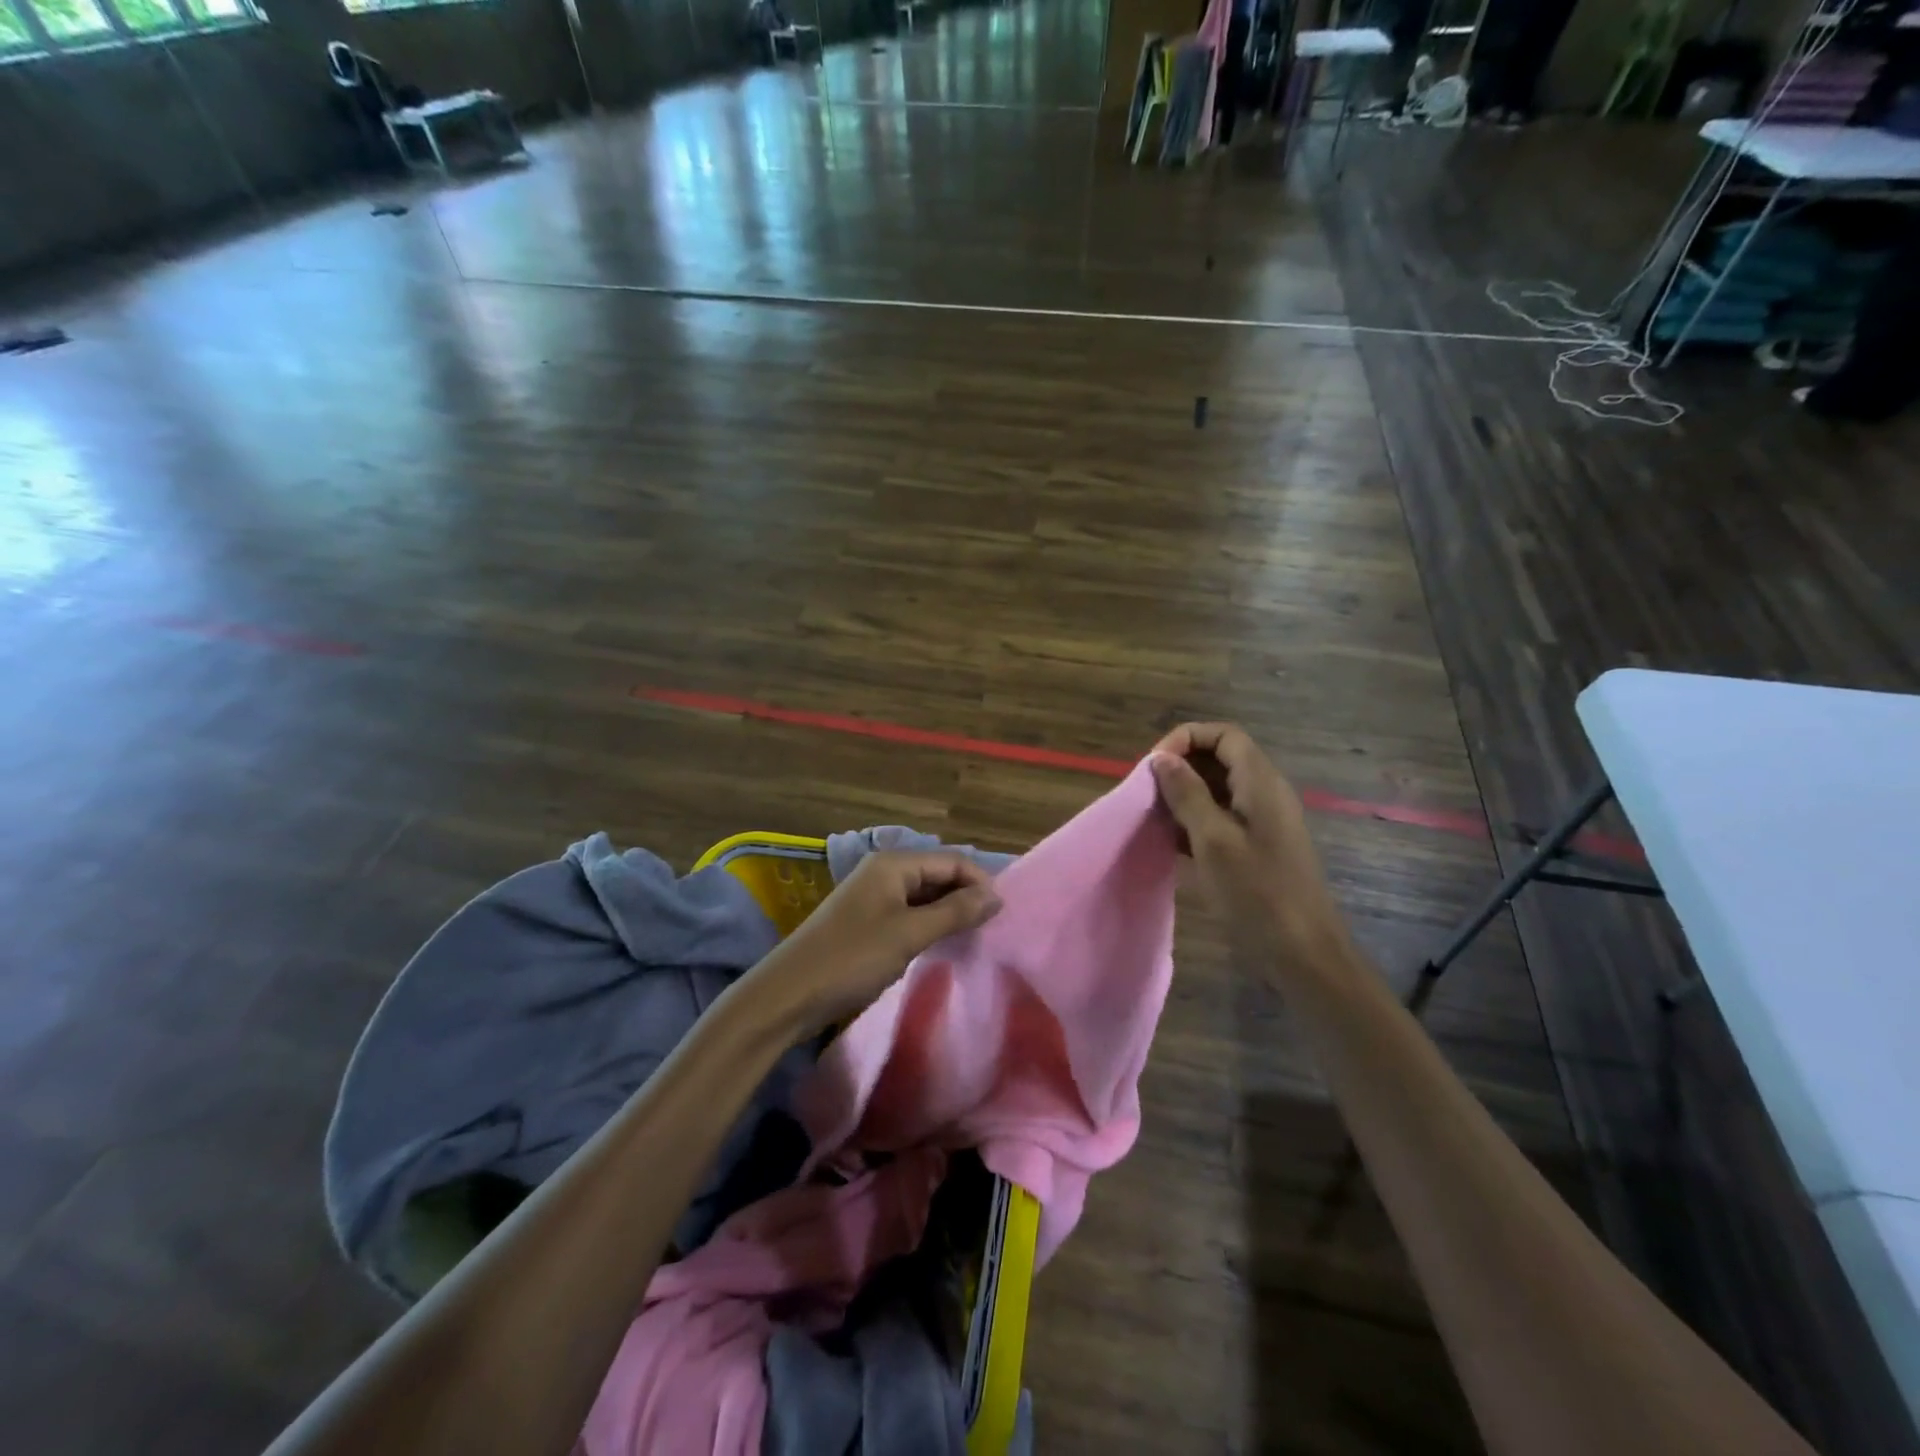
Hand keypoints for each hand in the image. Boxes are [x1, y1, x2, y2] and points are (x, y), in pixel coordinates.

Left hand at [745, 850, 1002, 1036]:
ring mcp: (873, 896)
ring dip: (949, 912)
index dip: (980, 882)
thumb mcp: (909, 934)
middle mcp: (883, 871)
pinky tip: (941, 944)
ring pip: (924, 895)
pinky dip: (929, 924)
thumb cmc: (852, 959)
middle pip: (938, 874)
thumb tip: (996, 895)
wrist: (788, 995)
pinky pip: (909, 912)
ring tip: (973, 938)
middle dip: (966, 896)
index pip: (951, 860)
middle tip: (991, 930)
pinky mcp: (866, 921)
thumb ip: (955, 912)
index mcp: (893, 863)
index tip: (1002, 915)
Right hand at [1149, 723, 1352, 974]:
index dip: (1186, 739)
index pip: (1223, 735)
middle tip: (1147, 792)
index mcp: (1260, 782)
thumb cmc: (1257, 892)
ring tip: (1153, 816)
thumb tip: (1161, 758)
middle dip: (1180, 767)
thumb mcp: (1213, 840)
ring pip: (1218, 789)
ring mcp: (1262, 821)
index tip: (1153, 766)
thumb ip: (1187, 794)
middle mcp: (1265, 793)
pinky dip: (1194, 820)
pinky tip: (1170, 841)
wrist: (1302, 952)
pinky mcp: (1257, 846)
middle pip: (1220, 758)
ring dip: (1183, 795)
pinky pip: (1221, 817)